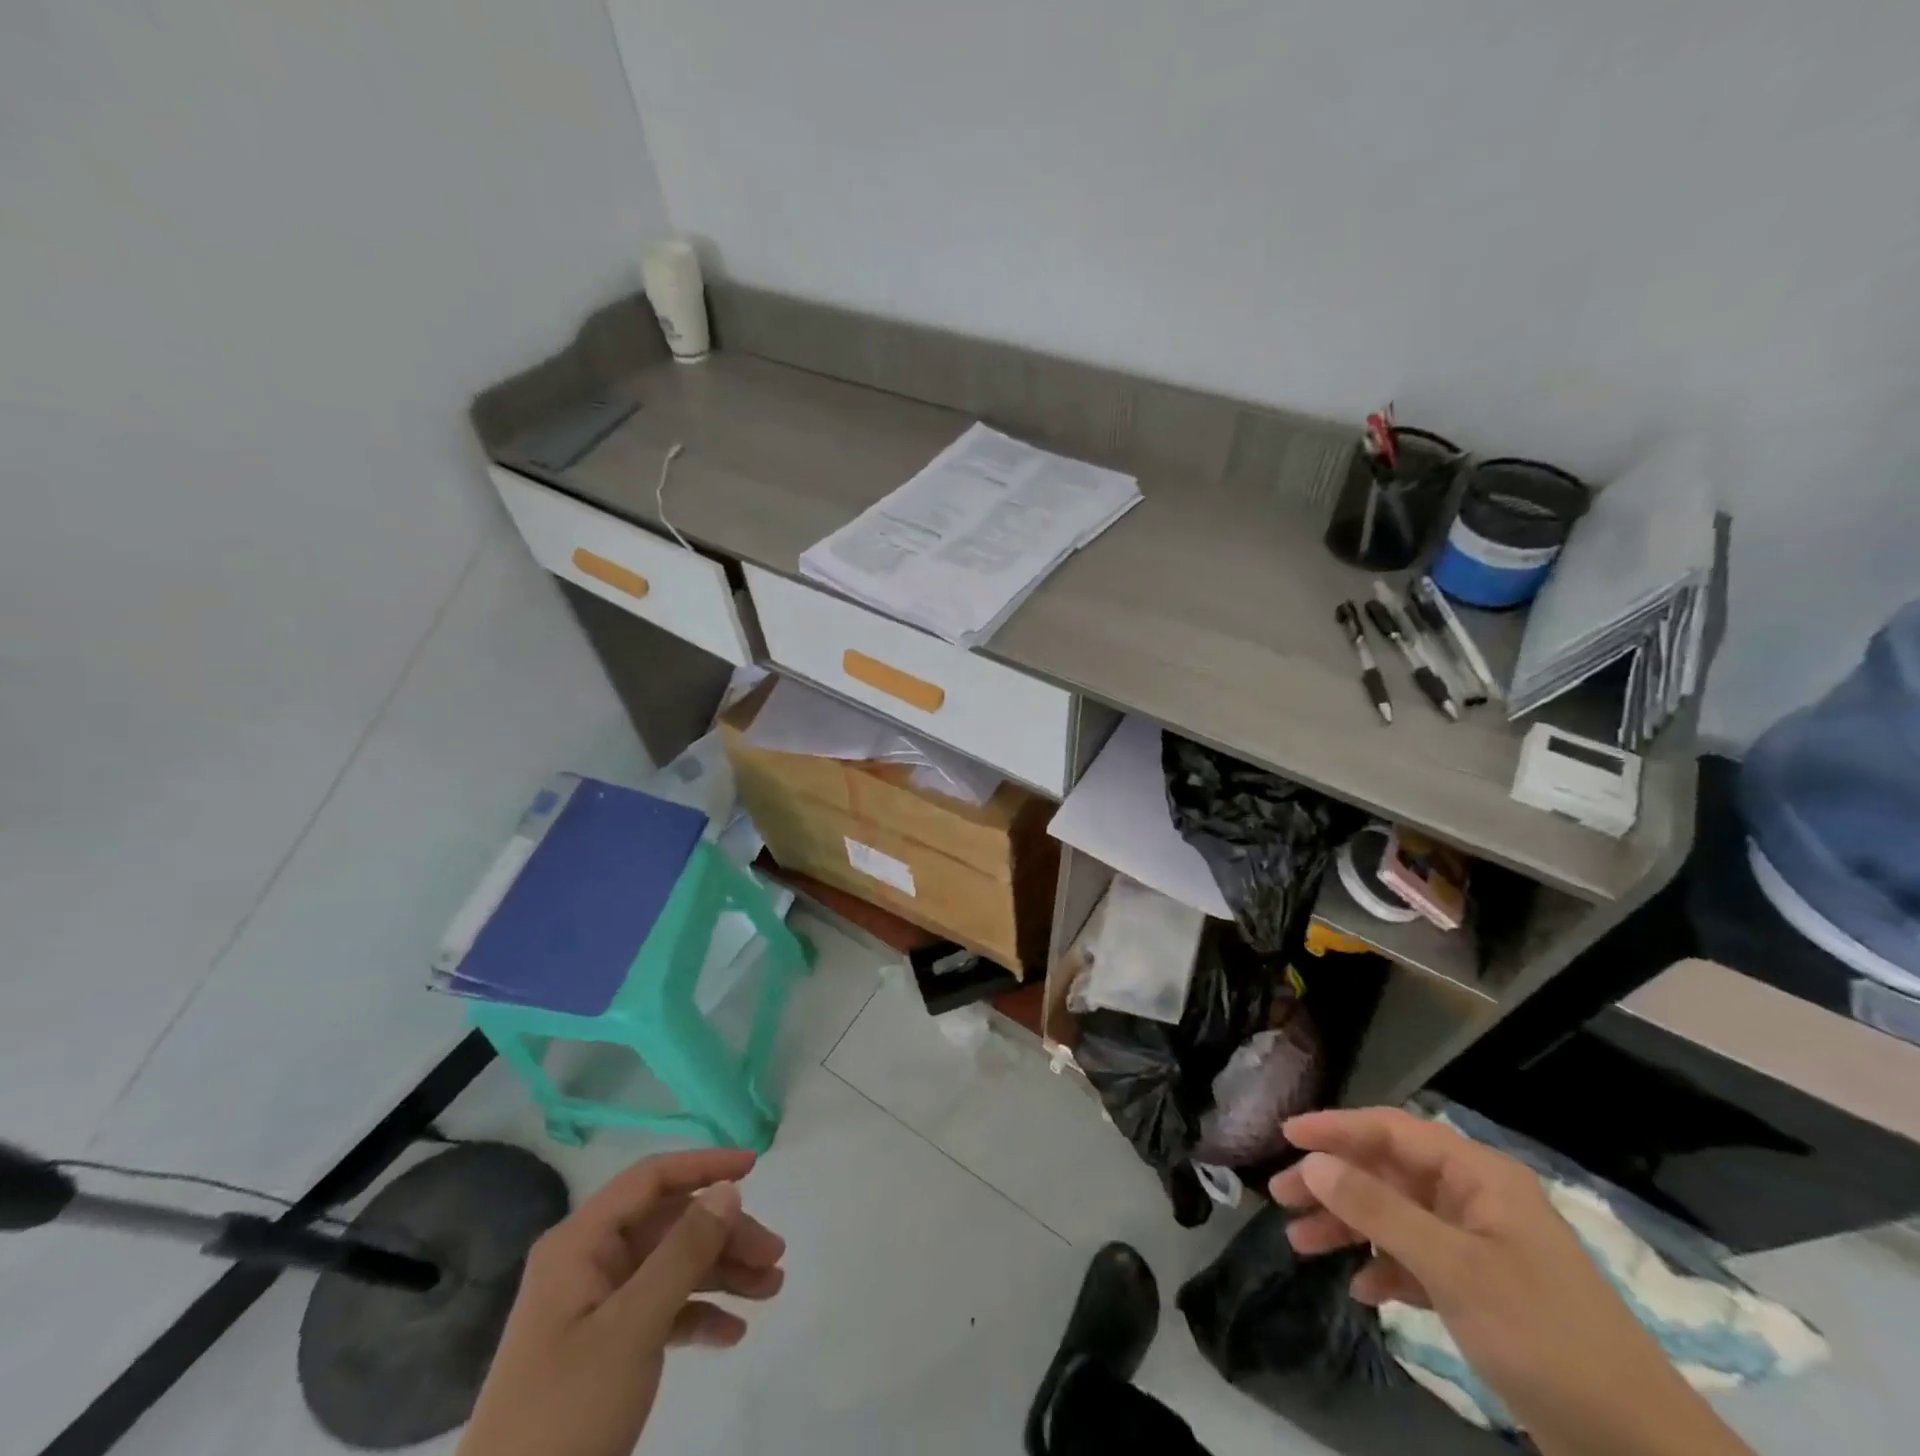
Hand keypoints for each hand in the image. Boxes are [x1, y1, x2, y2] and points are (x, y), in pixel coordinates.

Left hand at [457, 1149, 784, 1455]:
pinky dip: (698, 1315)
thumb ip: (684, 1251)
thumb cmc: (567, 1412)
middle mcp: (588, 1264)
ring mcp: (595, 1308)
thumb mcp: (633, 1327)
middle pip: (670, 1225)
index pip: (651, 1179)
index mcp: (581, 1244)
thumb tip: (728, 1188)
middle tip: (774, 1256)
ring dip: (721, 1273)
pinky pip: (661, 1311)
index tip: (755, 1167)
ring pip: (671, 1267)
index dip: (704, 1166)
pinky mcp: (603, 1350)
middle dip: (724, 1235)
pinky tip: (732, 1334)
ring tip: (771, 1289)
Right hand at [1272, 1108, 1753, 1455]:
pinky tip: (1360, 1288)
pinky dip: (1385, 1268)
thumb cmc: (1545, 1339)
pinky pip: (1418, 1261)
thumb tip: (1313, 1162)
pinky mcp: (1485, 1292)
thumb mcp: (1454, 1269)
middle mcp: (1477, 1200)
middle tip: (1280, 1196)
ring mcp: (1482, 1246)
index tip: (1285, 1136)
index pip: (1392, 1130)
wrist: (1645, 1454)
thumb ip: (1379, 1210)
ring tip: (1299, 1243)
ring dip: (1349, 1226)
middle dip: (1333, 1182)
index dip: (1336, 1128)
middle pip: (1388, 1172)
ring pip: (1397, 1217)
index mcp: (1479, 1177)